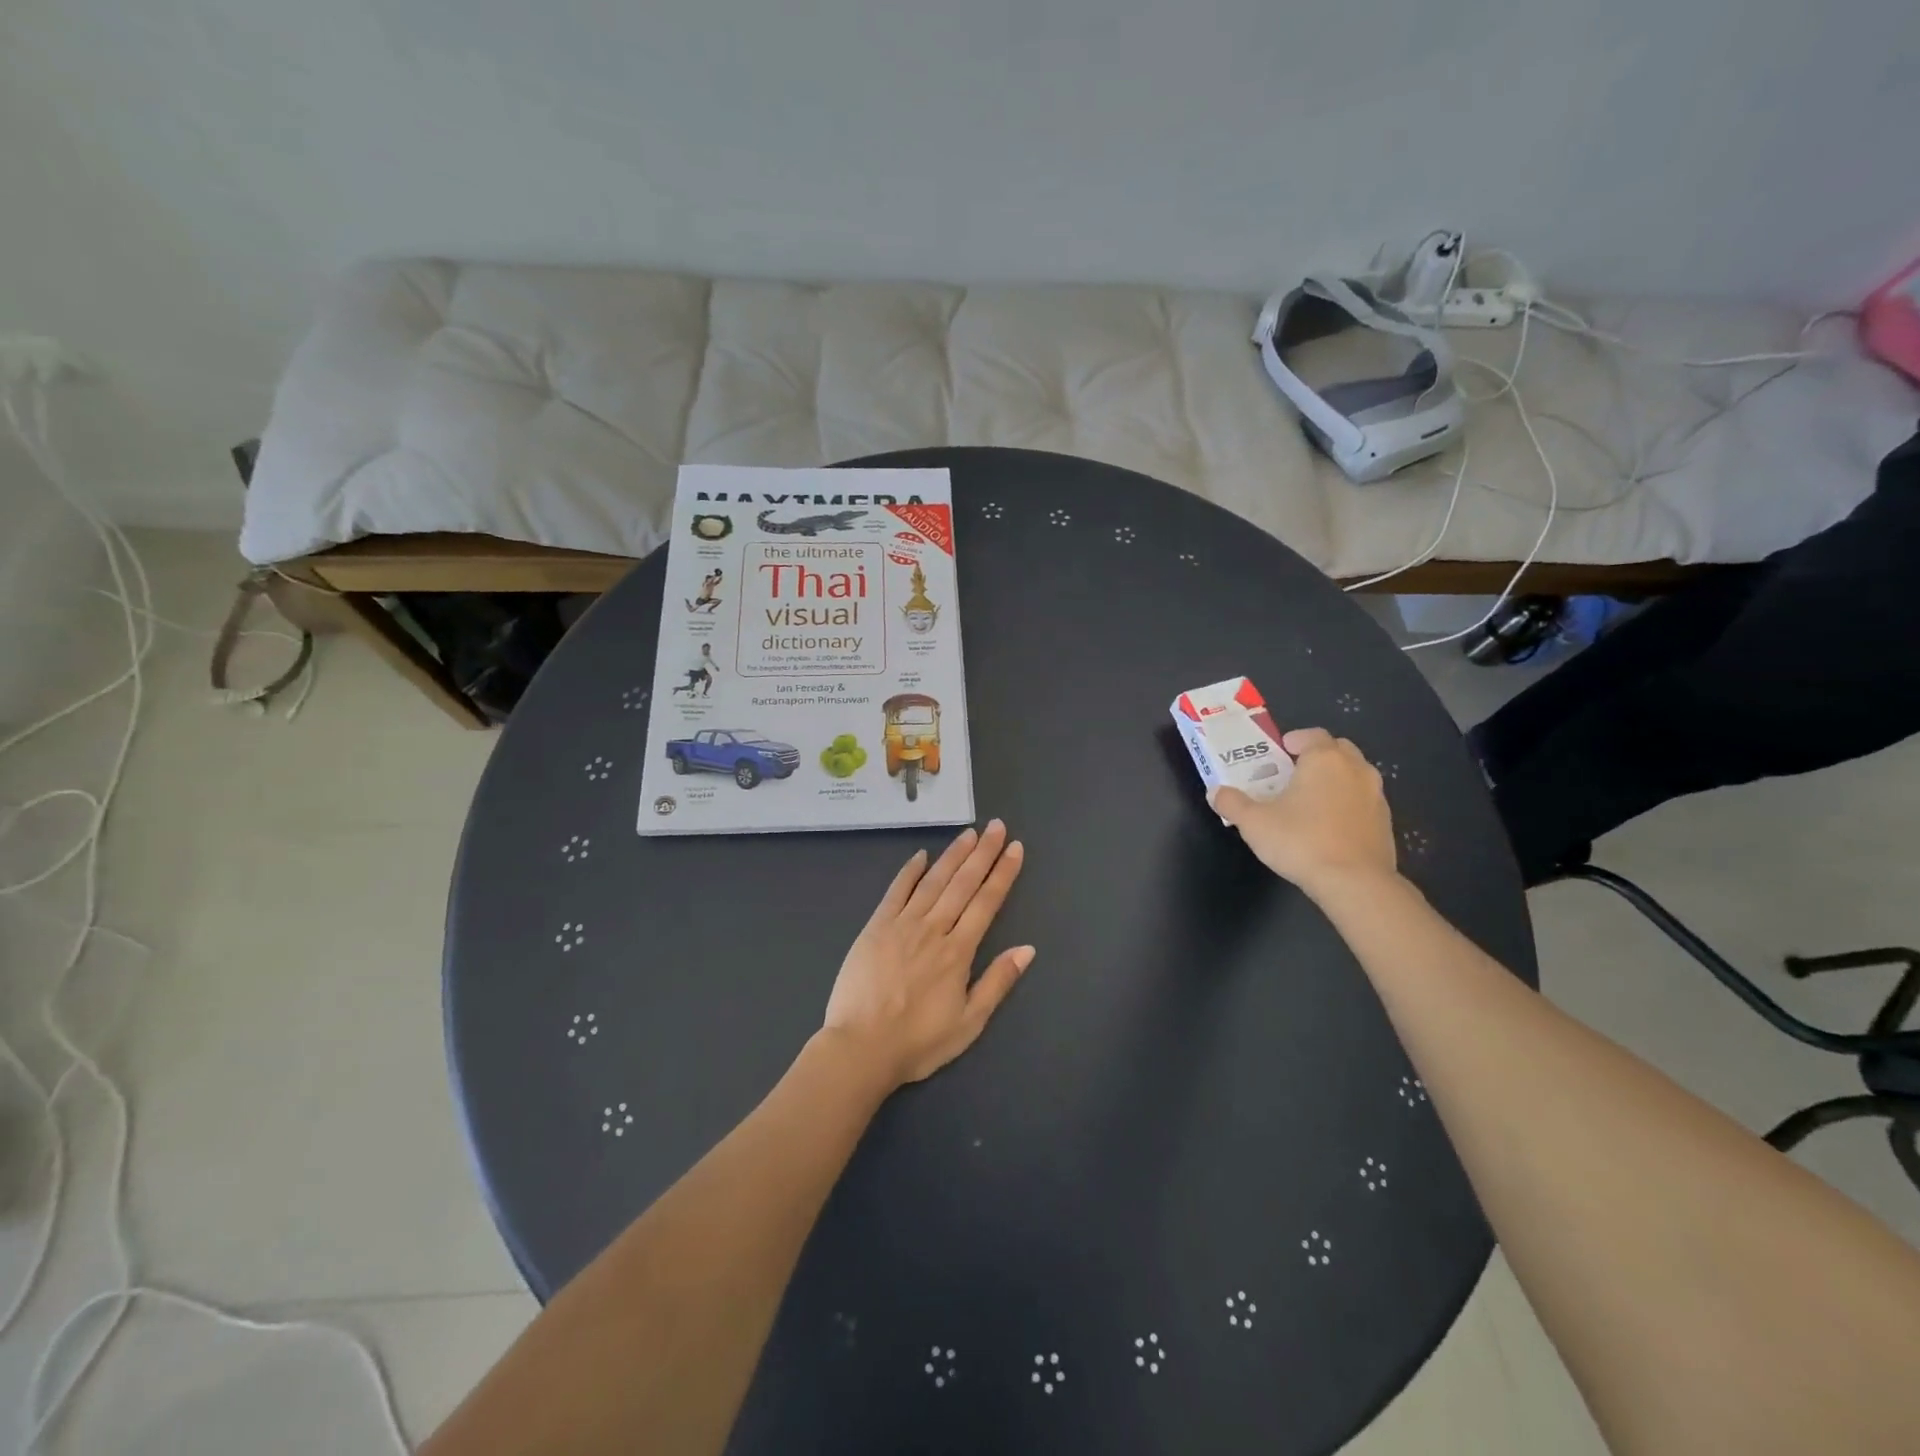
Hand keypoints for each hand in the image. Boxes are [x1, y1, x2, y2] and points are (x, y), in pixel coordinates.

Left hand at [821, 820, 1033, 1090]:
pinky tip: (920, 855)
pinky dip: (909, 871)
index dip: (1002, 873)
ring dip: (952, 855)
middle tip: (996, 825)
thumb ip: (998, 982)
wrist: (861, 1047)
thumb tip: (1028, 948)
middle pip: (963, 883)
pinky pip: (896, 892)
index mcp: (958, 952)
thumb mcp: (969, 1023)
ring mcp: (902, 925)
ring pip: (933, 881)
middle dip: (982, 853)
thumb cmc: (918, 1042)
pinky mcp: (876, 927)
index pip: (986, 903)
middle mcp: (933, 929)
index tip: (1014, 848)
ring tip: (968, 833)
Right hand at [1211, 729, 1397, 895]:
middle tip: (1294, 773)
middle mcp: (1355, 769)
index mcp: (1324, 759)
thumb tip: (1215, 792)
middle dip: (1318, 755)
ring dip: (1336, 779)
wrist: (1355, 882)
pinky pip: (1364, 801)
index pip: (1312, 735)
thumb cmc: (1300, 841)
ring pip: (1355, 774)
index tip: (1279, 752)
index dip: (1294, 740)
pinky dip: (1349, 804)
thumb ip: (1232, 803)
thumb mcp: (1253, 822)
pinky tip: (1331, 826)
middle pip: (1338, 749)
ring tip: (1312, 800)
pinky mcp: (1386, 822)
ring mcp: (1376, 795)